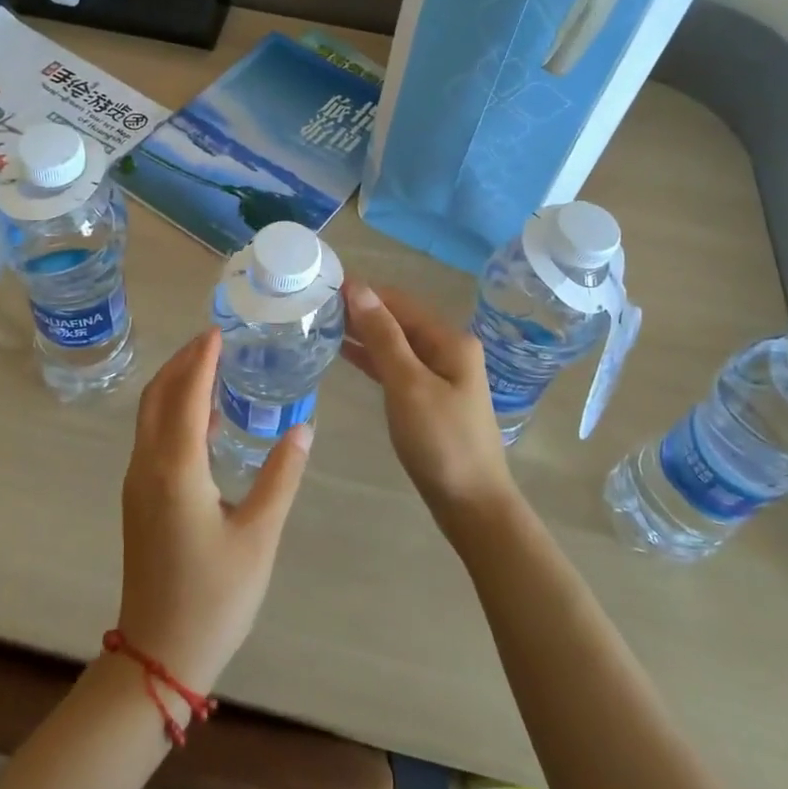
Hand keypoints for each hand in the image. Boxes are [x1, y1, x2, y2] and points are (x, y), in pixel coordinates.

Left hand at [116, 329, 311, 694]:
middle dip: (183, 362)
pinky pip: (151, 437)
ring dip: (174, 384)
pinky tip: (202, 419)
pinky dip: (171, 411)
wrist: (158, 655)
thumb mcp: (259, 535)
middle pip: (158, 395)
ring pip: (149, 415)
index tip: (219, 329)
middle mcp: (148, 465)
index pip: (186, 395)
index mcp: (176, 468)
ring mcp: (137, 483)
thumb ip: (281, 476)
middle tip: (215, 339)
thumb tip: (303, 427)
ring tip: (210, 366)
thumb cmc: (214, 596)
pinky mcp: (138, 499)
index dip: (202, 359)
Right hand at [342, 280, 518, 535]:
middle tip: (315, 304)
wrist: (472, 504)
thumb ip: (383, 335)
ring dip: (363, 333)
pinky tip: (344, 353)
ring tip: (322, 323)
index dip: (363, 291)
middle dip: (360, 310)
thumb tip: (358, 288)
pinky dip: (371, 358)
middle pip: (398, 320)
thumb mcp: (408, 384)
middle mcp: (447, 350)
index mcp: (449, 340)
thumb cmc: (441, 441)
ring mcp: (439, 375)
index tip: (323, 284)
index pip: (399, 301)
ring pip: (395, 343)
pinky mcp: (429, 398)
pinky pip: (396, 366)